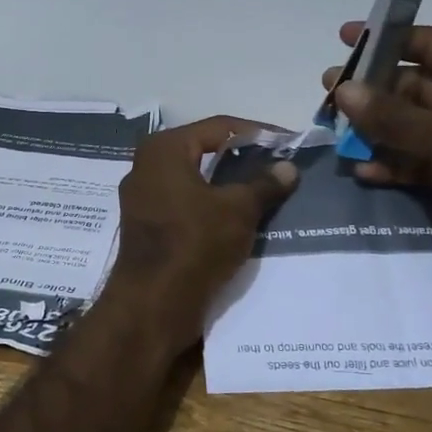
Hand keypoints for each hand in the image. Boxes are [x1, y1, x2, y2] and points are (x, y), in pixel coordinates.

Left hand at [105, 116, 298, 345]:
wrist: (153, 304)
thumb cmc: (195, 243)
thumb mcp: (238, 210)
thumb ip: (264, 184)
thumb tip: (288, 167)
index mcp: (164, 149)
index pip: (219, 127)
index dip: (258, 133)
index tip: (289, 143)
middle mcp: (146, 166)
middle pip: (204, 152)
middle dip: (242, 160)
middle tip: (279, 167)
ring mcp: (142, 199)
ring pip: (195, 182)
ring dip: (228, 186)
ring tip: (266, 193)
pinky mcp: (146, 227)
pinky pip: (185, 206)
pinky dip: (211, 207)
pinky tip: (239, 219)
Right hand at [324, 23, 431, 297]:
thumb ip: (393, 116)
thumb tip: (343, 90)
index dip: (388, 38)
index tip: (347, 37)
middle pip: (419, 86)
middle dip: (375, 90)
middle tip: (329, 92)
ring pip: (417, 125)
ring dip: (379, 129)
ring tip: (336, 130)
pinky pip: (423, 159)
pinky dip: (396, 162)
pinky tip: (363, 169)